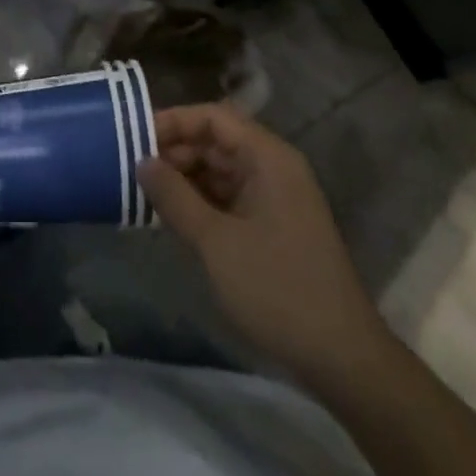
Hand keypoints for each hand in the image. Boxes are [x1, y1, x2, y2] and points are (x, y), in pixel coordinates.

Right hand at [138, 104, 390, 389]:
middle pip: (216, 141)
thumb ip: (174, 197)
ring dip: (184, 178)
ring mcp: (275, 198)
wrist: (341, 358)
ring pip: (220, 171)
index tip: (134, 138)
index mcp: (268, 157)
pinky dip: (200, 202)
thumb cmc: (277, 288)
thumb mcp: (216, 242)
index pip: (213, 117)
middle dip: (175, 152)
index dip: (173, 122)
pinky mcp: (273, 226)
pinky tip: (172, 218)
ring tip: (144, 194)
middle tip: (133, 170)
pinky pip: (229, 197)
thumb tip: (142, 162)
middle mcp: (274, 168)